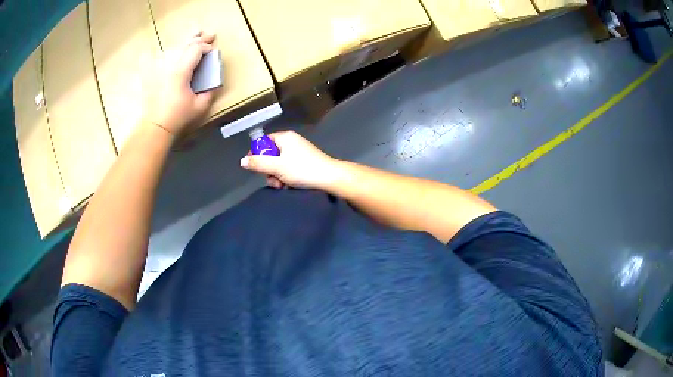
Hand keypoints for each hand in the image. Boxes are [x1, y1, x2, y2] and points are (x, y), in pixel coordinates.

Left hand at [143, 32, 215, 134]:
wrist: (155, 126)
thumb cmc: (178, 117)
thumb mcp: (200, 106)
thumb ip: (209, 91)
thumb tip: (214, 81)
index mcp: (181, 71)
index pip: (196, 49)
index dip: (206, 47)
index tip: (212, 51)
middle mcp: (169, 65)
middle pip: (185, 44)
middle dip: (199, 39)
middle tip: (210, 35)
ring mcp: (159, 68)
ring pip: (174, 47)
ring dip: (186, 41)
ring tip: (195, 35)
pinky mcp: (151, 73)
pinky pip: (158, 55)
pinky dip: (167, 50)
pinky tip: (172, 49)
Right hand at [240, 131, 337, 188]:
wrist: (330, 177)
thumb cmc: (302, 169)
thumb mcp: (277, 167)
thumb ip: (258, 163)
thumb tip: (242, 161)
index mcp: (284, 137)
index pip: (263, 142)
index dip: (255, 154)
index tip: (253, 168)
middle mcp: (290, 141)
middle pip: (270, 154)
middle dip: (268, 170)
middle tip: (273, 180)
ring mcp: (298, 151)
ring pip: (278, 163)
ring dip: (276, 176)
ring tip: (282, 185)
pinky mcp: (303, 161)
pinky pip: (287, 167)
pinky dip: (285, 176)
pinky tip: (288, 185)